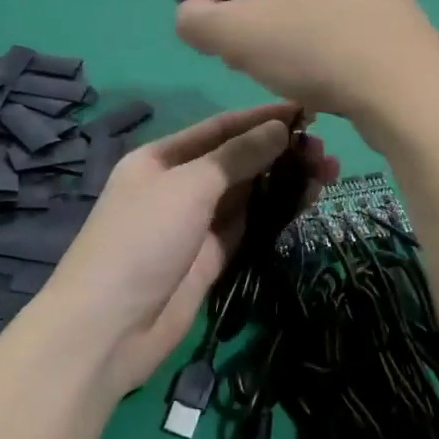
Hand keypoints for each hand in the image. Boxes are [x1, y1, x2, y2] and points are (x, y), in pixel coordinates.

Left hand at [39, 104, 338, 395]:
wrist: (109, 328)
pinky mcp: (212, 257)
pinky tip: (308, 199)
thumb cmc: (142, 240)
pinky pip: (250, 224)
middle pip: (237, 159)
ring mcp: (196, 223)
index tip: (307, 110)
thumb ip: (236, 156)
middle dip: (279, 151)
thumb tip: (279, 128)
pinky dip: (277, 210)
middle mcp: (179, 185)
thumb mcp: (188, 187)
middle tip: (326, 150)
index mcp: (161, 158)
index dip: (262, 118)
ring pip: (248, 192)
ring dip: (285, 180)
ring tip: (329, 172)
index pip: (220, 128)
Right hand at [160, 0, 438, 141]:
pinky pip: (318, 7)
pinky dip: (286, 24)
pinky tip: (280, 58)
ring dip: (253, 10)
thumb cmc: (320, 49)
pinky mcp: (382, 11)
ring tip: (234, 44)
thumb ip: (198, 21)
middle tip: (199, 17)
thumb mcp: (241, 35)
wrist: (411, 94)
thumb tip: (188, 15)